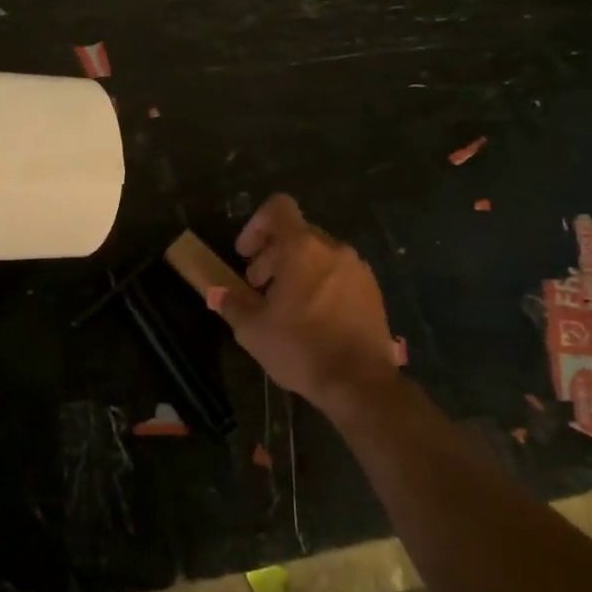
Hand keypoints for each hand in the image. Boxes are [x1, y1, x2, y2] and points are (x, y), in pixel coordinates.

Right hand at [214, 193, 399, 417]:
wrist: (360, 383)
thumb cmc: (300, 349)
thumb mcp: (252, 329)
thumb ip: (232, 302)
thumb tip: (218, 292)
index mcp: (302, 248)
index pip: (278, 208)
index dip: (256, 224)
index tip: (245, 254)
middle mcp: (333, 249)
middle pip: (296, 233)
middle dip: (271, 254)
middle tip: (258, 286)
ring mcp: (358, 269)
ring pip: (318, 254)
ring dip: (296, 269)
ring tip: (284, 305)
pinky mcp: (373, 291)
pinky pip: (339, 273)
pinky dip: (320, 283)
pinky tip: (312, 317)